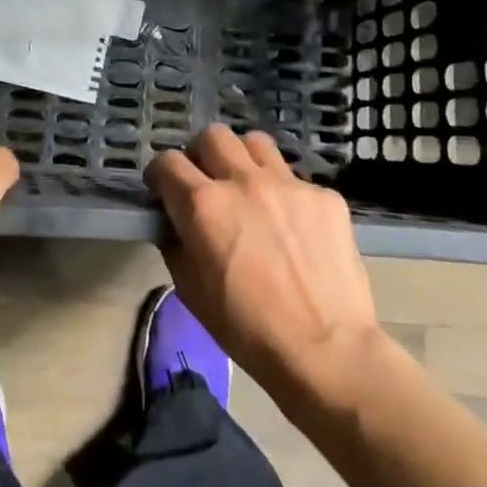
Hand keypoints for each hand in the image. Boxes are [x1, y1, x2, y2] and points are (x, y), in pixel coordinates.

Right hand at [146, 124, 383, 402]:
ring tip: (250, 189)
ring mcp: (288, 184)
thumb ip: (174, 243)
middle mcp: (242, 181)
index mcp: (202, 205)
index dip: (161, 176)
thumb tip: (174, 222)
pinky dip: (286, 195)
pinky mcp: (324, 196)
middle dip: (202, 155)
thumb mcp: (190, 291)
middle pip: (212, 135)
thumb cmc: (246, 329)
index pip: (167, 162)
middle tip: (208, 183)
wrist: (326, 351)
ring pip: (255, 143)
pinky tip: (294, 227)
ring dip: (244, 160)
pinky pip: (296, 179)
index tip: (165, 191)